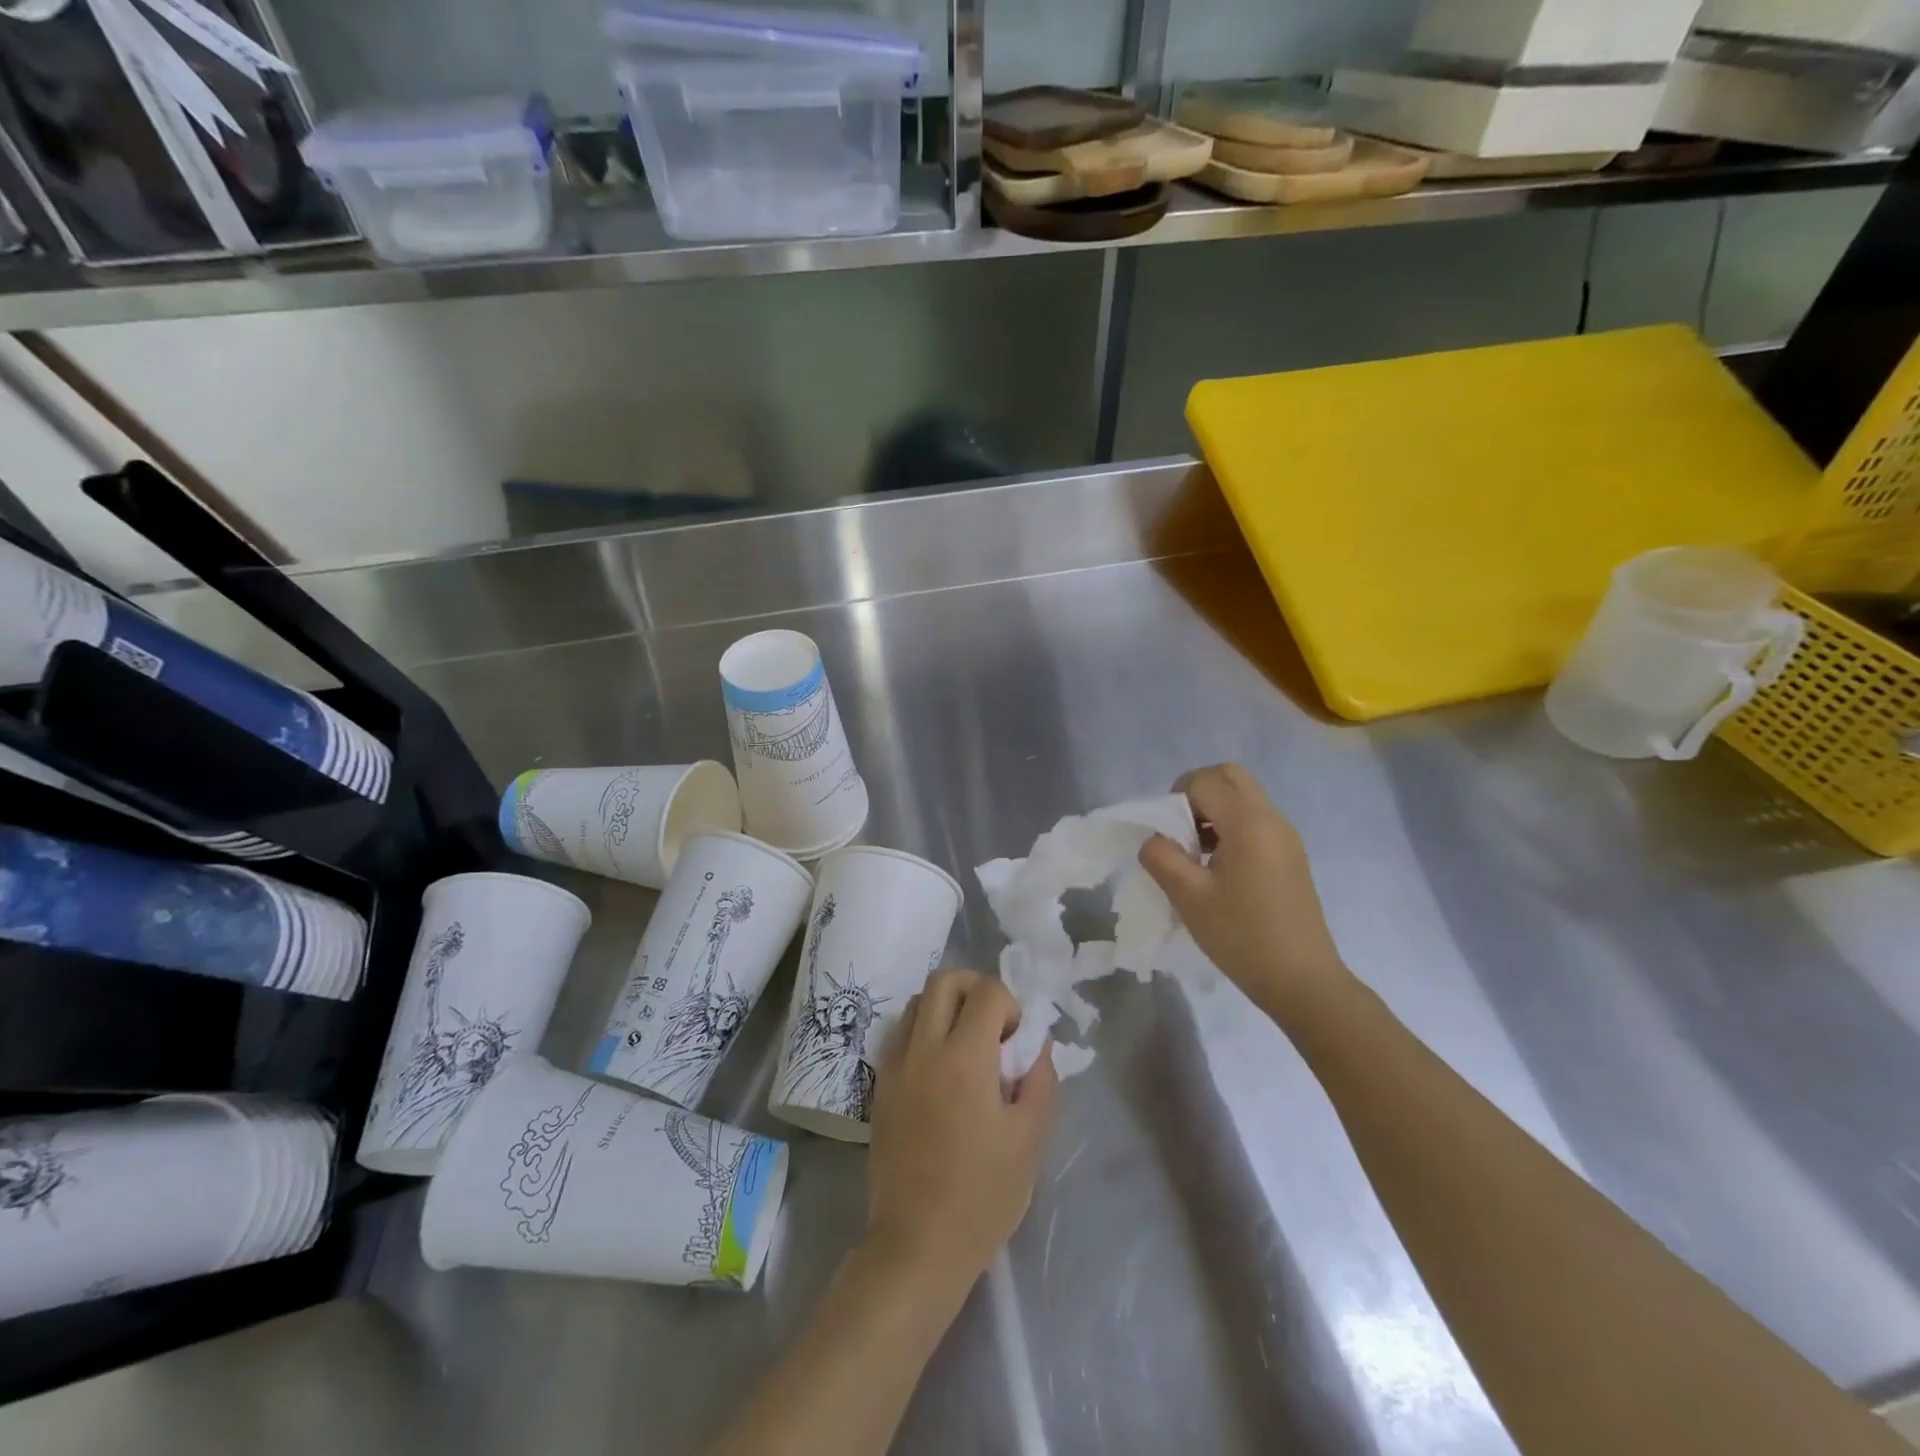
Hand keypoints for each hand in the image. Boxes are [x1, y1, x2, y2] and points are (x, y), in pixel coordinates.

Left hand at [867, 969, 1057, 1283]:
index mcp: (965, 1058)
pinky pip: (901, 1033)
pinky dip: (923, 1031)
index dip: (1010, 1005)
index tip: (1016, 1042)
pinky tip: (940, 1068)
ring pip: (918, 1001)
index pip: (988, 992)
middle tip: (993, 1025)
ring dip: (946, 1006)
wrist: (918, 1244)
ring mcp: (896, 1064)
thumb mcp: (1030, 1139)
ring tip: (965, 1045)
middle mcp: (924, 1048)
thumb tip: (1036, 1043)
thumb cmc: (983, 1195)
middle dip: (975, 988)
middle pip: (944, 980)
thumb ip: (1040, 1079)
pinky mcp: (880, 1084)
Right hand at [1139, 763, 1352, 1025]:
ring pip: (1244, 796)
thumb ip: (1161, 857)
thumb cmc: (1242, 936)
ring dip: (1214, 810)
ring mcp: (1286, 836)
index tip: (1167, 836)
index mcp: (1248, 823)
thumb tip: (1154, 840)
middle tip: (1180, 830)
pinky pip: (1256, 819)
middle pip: (1229, 775)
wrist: (1302, 980)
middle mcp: (1271, 818)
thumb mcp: (1188, 897)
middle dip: (1196, 792)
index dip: (1175, 799)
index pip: (1204, 781)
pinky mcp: (1291, 854)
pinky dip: (1231, 826)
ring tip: (1196, 853)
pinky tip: (1219, 868)